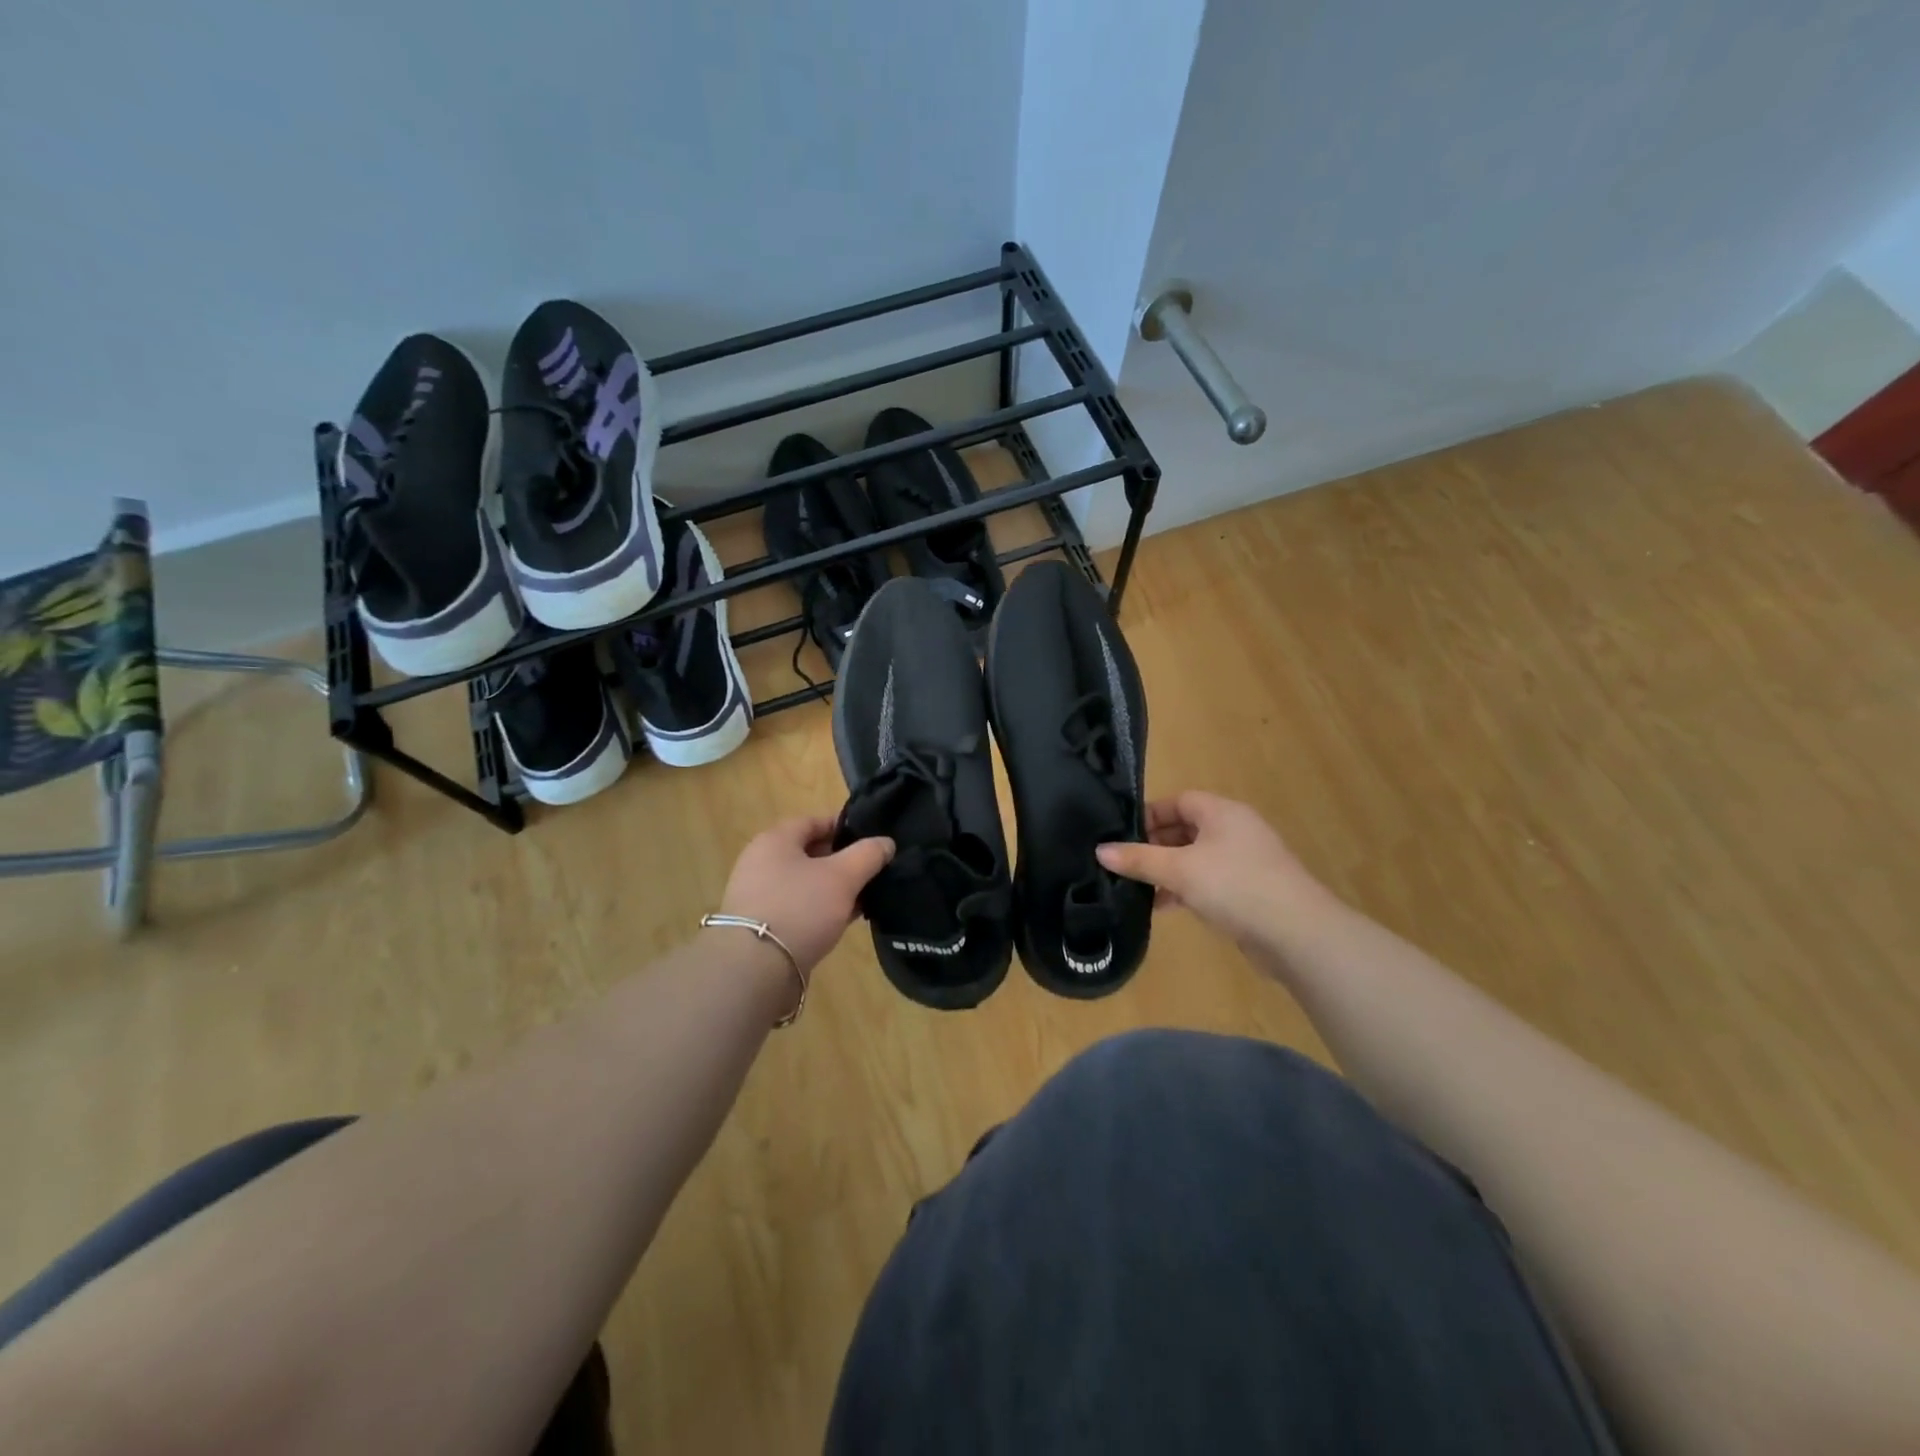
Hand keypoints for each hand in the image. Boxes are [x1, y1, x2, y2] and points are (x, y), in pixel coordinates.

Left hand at [720, 814, 893, 974]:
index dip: (845, 826)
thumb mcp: (843, 877)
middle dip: (843, 860)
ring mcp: (759, 896)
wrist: (755, 970)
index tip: (872, 838)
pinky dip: (821, 910)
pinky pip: (798, 908)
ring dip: (834, 888)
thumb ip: (868, 854)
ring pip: (806, 883)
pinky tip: (845, 920)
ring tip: (865, 897)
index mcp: (775, 840)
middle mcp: (761, 862)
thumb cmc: (800, 908)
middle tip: (873, 870)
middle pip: (810, 852)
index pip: (814, 821)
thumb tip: (886, 842)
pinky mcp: (762, 926)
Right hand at [1096, 791, 1328, 946]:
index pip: (1178, 801)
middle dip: (1154, 846)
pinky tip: (1165, 908)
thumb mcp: (1179, 870)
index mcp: (1222, 812)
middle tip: (1125, 864)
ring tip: (1137, 889)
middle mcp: (1235, 830)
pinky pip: (1209, 882)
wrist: (1298, 934)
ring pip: (1195, 859)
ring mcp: (1245, 862)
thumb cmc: (1235, 886)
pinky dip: (1186, 891)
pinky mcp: (1249, 891)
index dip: (1149, 815)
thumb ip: (1139, 859)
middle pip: (1185, 829)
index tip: (1121, 835)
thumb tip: (1101, 850)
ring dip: (1168, 872)